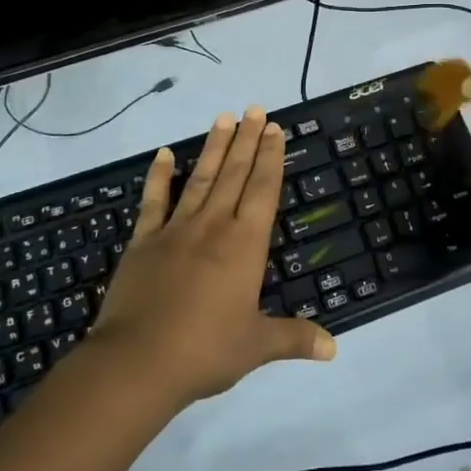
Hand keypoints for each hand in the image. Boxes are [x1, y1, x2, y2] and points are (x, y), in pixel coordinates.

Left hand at [91, 109, 336, 406]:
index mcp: (244, 244)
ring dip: (214, 147)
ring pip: (201, 178)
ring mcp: (176, 230)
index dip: (270, 157)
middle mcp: (213, 226)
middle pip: (235, 173)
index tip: (274, 128)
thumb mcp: (256, 346)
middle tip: (255, 109)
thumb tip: (334, 349)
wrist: (137, 361)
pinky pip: (154, 201)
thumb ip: (294, 339)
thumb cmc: (205, 351)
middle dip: (247, 140)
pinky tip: (164, 154)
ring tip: (223, 118)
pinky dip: (159, 176)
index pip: (263, 190)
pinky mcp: (144, 241)